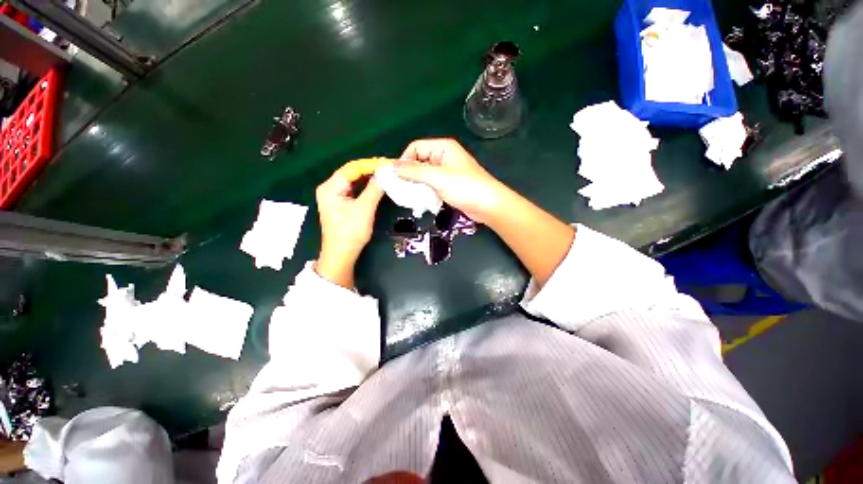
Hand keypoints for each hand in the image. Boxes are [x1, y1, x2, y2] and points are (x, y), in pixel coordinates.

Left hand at [315, 170, 383, 287]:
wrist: (341, 254)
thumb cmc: (350, 232)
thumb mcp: (364, 209)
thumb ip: (375, 189)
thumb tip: (386, 173)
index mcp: (330, 187)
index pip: (352, 168)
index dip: (371, 164)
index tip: (388, 164)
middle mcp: (330, 188)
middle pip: (352, 173)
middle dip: (371, 171)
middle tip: (389, 169)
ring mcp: (334, 196)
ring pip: (354, 181)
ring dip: (369, 178)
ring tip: (386, 175)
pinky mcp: (340, 203)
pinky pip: (354, 189)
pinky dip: (366, 187)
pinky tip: (377, 185)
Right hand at [395, 138, 508, 223]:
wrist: (488, 205)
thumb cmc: (465, 187)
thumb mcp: (437, 177)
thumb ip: (414, 171)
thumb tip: (392, 167)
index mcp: (442, 147)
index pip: (415, 147)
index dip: (404, 160)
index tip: (397, 177)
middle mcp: (443, 157)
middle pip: (419, 161)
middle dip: (409, 174)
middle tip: (402, 189)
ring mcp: (446, 172)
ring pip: (424, 175)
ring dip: (417, 185)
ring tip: (411, 196)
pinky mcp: (448, 185)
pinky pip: (431, 185)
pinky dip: (425, 191)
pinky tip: (423, 201)